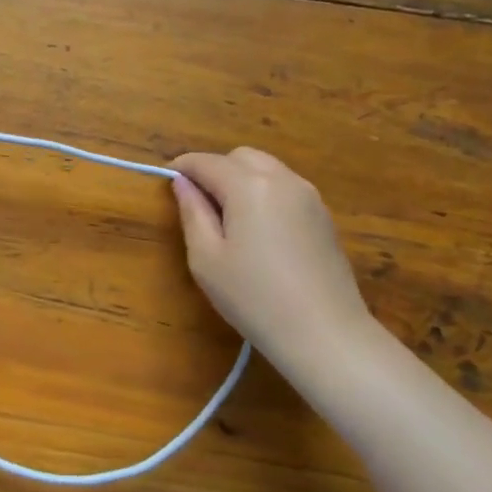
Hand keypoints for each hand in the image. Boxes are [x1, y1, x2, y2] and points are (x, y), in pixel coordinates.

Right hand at [172, 148, 377, 377]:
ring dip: (241, 179)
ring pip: (267, 169)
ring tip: (227, 217)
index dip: (183, 167)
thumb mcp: (206, 258)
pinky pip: (285, 188)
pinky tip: (258, 230)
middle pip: (241, 157)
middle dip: (215, 169)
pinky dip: (264, 193)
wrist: (325, 334)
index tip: (166, 179)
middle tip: (198, 201)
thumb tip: (182, 183)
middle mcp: (282, 179)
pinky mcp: (323, 216)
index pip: (207, 162)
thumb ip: (192, 213)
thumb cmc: (254, 297)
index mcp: (249, 186)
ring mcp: (309, 196)